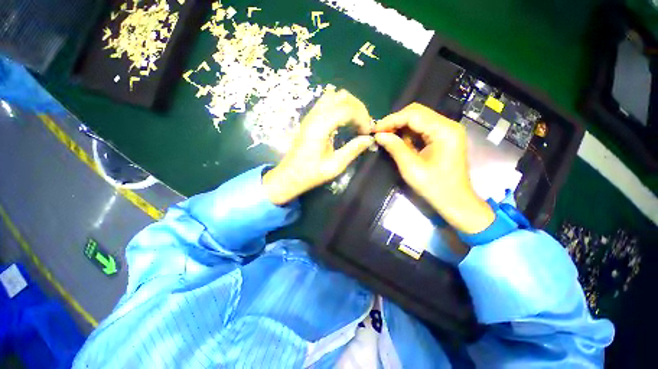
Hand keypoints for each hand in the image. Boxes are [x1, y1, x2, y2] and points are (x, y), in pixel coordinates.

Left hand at [263, 89, 374, 204]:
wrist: (290, 176)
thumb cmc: (311, 174)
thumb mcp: (334, 166)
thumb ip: (352, 150)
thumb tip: (369, 139)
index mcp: (320, 128)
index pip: (346, 109)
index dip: (362, 118)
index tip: (367, 133)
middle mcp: (314, 116)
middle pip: (342, 97)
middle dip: (359, 109)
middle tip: (365, 126)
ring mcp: (311, 115)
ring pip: (334, 96)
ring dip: (350, 105)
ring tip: (357, 122)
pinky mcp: (310, 118)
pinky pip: (328, 102)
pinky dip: (341, 107)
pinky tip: (345, 121)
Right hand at [374, 103, 494, 233]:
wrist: (455, 201)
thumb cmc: (434, 186)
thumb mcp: (411, 168)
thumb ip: (395, 147)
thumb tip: (379, 135)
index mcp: (444, 130)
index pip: (413, 114)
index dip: (391, 120)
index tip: (375, 129)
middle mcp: (447, 125)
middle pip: (417, 113)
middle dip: (395, 121)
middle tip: (379, 133)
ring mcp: (446, 130)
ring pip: (418, 119)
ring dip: (400, 126)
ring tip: (386, 137)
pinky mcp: (443, 137)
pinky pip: (422, 128)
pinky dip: (407, 133)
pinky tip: (398, 141)